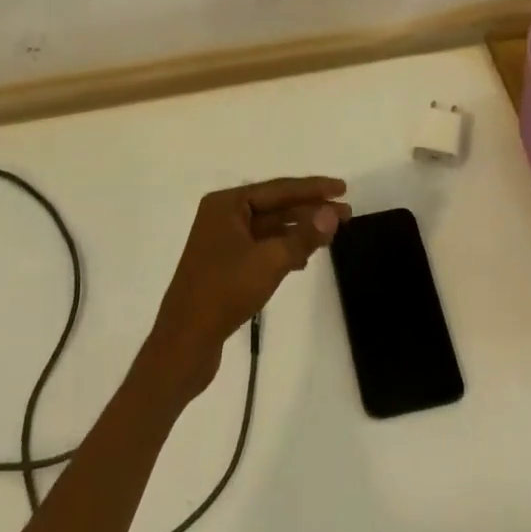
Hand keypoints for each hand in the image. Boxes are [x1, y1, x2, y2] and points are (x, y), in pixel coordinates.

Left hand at [144, 177, 349, 399]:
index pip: (279, 189)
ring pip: (270, 228)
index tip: (343, 188)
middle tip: (347, 213)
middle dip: (310, 210)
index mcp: (227, 204)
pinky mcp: (225, 266)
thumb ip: (304, 235)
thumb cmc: (225, 292)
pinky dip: (284, 250)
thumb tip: (332, 213)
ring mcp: (222, 241)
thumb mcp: (270, 261)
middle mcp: (223, 216)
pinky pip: (262, 248)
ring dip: (299, 231)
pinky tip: (304, 260)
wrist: (184, 343)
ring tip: (331, 235)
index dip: (313, 188)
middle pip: (275, 206)